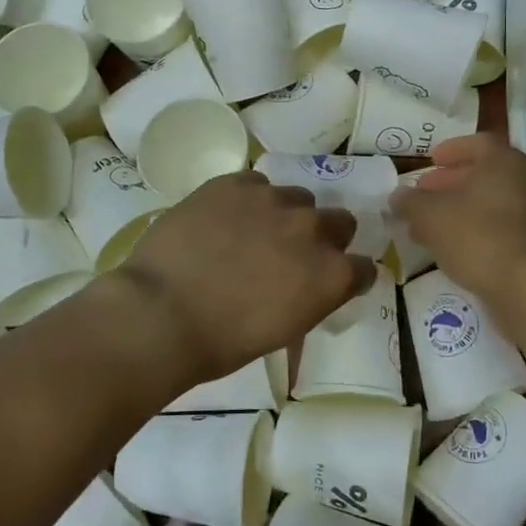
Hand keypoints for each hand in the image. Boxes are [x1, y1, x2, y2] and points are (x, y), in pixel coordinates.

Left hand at [117, 171, 372, 383]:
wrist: (161, 313)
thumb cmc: (222, 342)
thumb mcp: (284, 330)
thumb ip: (309, 297)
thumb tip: (305, 285)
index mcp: (332, 275)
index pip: (364, 268)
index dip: (349, 276)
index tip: (330, 283)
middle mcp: (313, 229)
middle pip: (340, 221)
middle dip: (324, 237)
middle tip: (292, 254)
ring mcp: (274, 200)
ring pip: (297, 198)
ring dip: (285, 215)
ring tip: (251, 233)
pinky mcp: (236, 183)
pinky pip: (256, 184)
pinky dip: (248, 200)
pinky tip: (223, 219)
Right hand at [390, 134, 525, 307]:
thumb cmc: (477, 236)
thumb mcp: (430, 216)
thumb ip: (410, 202)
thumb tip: (397, 196)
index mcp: (504, 162)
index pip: (479, 143)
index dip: (452, 149)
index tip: (432, 160)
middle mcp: (525, 181)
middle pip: (484, 174)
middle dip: (450, 183)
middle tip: (424, 194)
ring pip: (490, 203)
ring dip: (460, 209)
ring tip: (429, 225)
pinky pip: (500, 228)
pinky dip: (475, 230)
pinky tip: (452, 248)